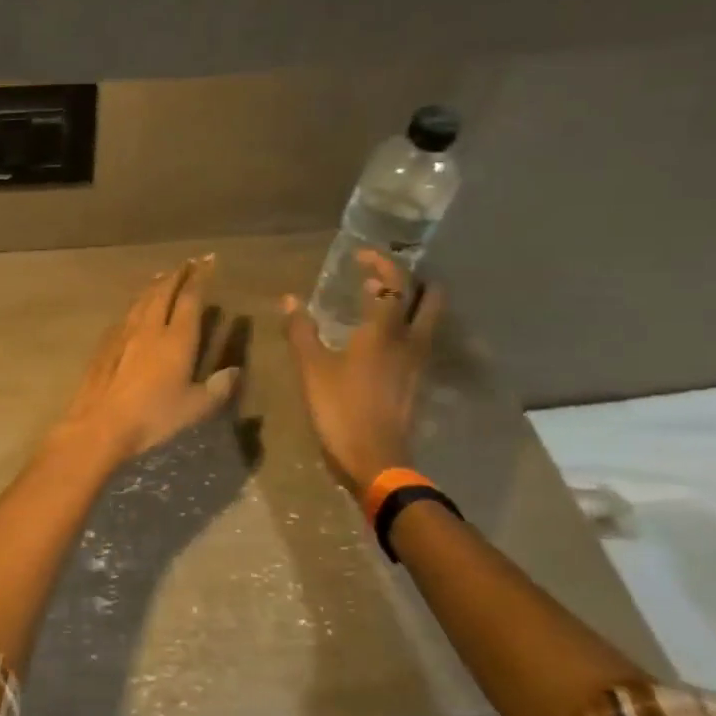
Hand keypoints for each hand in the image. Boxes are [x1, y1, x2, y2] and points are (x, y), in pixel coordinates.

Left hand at [55, 256, 239, 463]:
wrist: (100, 423)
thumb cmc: (152, 417)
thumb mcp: (193, 408)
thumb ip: (217, 388)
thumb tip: (234, 371)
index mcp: (176, 339)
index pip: (190, 299)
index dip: (199, 278)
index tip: (207, 262)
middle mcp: (149, 328)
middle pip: (163, 292)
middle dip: (177, 275)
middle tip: (187, 262)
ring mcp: (123, 334)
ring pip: (141, 300)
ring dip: (154, 285)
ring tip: (163, 276)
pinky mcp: (104, 345)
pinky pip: (125, 315)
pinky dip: (136, 304)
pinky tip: (134, 309)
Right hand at [281, 250, 441, 501]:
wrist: (376, 460)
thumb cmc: (340, 410)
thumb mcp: (312, 369)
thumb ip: (301, 331)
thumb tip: (288, 299)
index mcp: (384, 331)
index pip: (393, 284)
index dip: (379, 263)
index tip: (359, 255)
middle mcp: (410, 340)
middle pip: (427, 297)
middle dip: (410, 279)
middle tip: (384, 274)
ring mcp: (418, 363)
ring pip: (427, 320)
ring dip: (413, 302)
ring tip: (384, 300)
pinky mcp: (416, 381)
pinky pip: (419, 340)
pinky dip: (407, 326)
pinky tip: (383, 337)